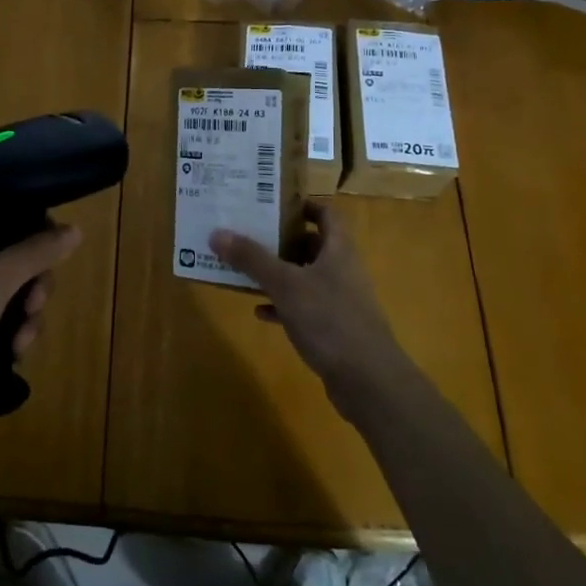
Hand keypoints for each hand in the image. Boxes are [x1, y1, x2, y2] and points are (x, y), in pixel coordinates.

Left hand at [0, 216, 81, 448]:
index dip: (31, 231)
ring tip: (23, 343)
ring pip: (1, 294)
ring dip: (22, 315)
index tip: (52, 256)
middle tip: (37, 306)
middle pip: (5, 257)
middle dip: (30, 284)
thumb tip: (75, 229)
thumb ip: (35, 252)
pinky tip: (13, 355)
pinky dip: (5, 334)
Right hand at [209, 202, 410, 419]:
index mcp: (339, 250)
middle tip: (248, 234)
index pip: (326, 214)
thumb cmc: (329, 320)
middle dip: (281, 240)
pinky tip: (259, 312)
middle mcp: (343, 269)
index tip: (271, 204)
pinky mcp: (335, 329)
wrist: (368, 381)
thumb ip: (252, 259)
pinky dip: (283, 306)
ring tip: (245, 269)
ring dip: (278, 273)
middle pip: (312, 245)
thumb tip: (217, 233)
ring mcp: (340, 301)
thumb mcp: (285, 285)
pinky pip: (304, 308)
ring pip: (306, 277)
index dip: (302, 205)